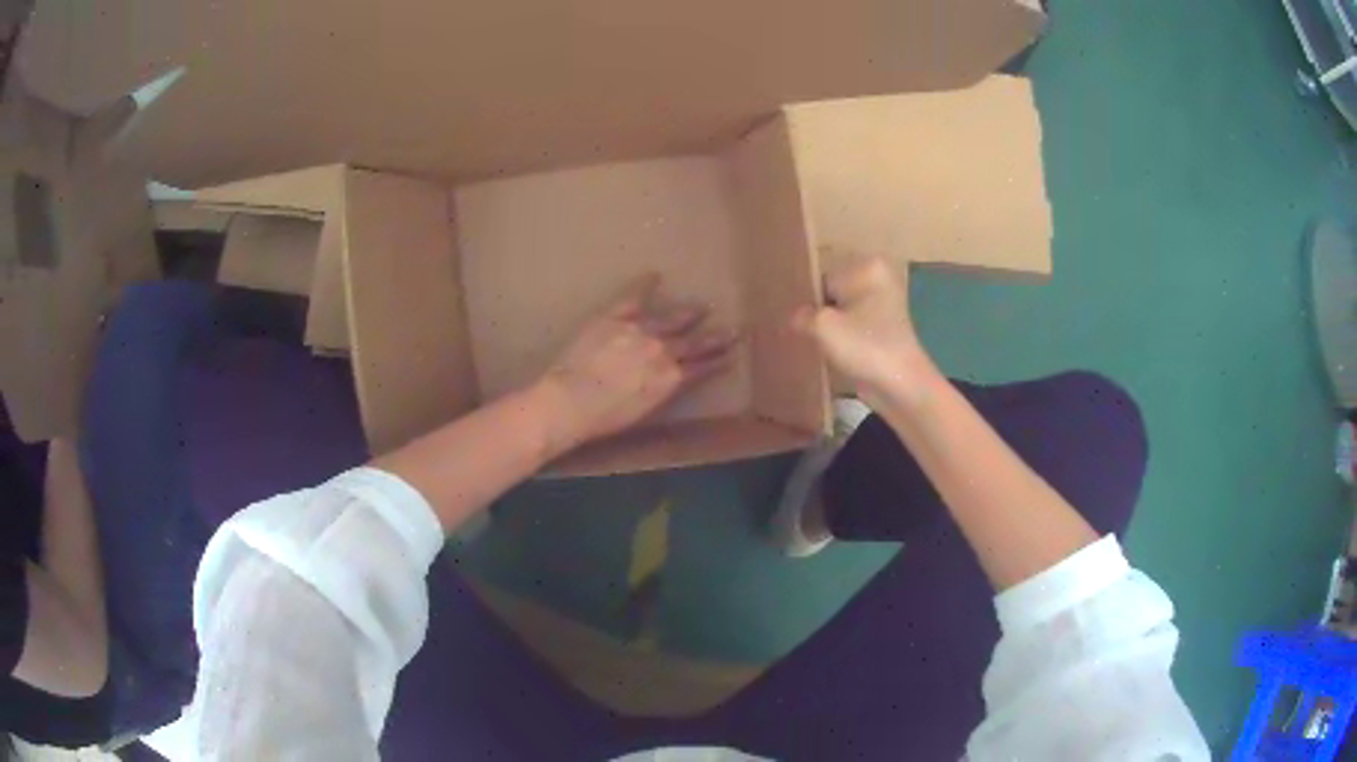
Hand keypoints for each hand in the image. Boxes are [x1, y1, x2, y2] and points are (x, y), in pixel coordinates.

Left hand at [533, 275, 736, 450]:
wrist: (570, 400)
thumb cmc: (603, 419)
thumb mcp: (642, 411)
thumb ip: (660, 391)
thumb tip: (670, 380)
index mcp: (670, 379)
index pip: (702, 368)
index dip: (718, 361)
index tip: (732, 355)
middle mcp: (662, 351)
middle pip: (694, 342)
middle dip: (715, 336)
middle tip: (734, 328)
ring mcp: (640, 330)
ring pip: (672, 318)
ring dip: (689, 313)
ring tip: (703, 306)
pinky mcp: (615, 317)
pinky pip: (634, 297)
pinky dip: (645, 285)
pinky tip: (655, 275)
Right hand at [794, 255, 941, 412]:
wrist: (901, 386)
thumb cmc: (865, 347)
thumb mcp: (823, 326)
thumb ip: (801, 314)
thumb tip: (795, 317)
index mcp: (868, 267)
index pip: (822, 278)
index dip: (807, 301)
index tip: (796, 321)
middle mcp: (879, 280)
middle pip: (833, 293)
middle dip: (818, 312)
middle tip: (802, 333)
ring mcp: (883, 305)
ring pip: (842, 311)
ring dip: (828, 327)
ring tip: (815, 344)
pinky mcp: (883, 328)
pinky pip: (852, 326)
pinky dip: (841, 337)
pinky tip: (830, 352)